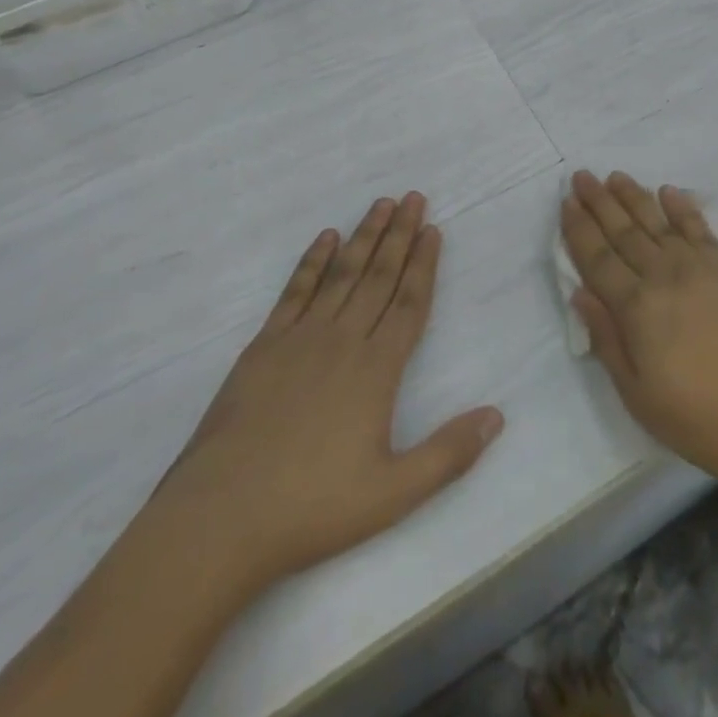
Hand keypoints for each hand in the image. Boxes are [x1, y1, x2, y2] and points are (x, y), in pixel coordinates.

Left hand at [152, 194, 502, 608]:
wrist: (219, 520)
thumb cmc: (311, 508)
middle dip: (399, 234)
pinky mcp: (264, 347)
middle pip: (378, 276)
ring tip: (381, 204)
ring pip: (342, 274)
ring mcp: (300, 339)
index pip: (409, 302)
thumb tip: (497, 416)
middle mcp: (342, 340)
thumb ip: (448, 453)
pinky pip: (295, 291)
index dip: (424, 264)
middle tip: (414, 197)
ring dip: (363, 237)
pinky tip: (324, 239)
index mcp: (376, 369)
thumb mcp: (393, 494)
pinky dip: (312, 262)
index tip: (433, 229)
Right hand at [560, 171, 717, 501]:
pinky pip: (700, 228)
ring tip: (615, 177)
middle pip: (624, 232)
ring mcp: (702, 268)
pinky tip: (669, 192)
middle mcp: (665, 276)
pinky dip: (682, 207)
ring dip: (633, 197)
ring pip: (658, 222)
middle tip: (581, 176)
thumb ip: (607, 341)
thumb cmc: (705, 421)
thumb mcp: (640, 397)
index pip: (598, 259)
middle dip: (599, 202)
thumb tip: (580, 293)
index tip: (565, 203)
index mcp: (637, 309)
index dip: (579, 230)